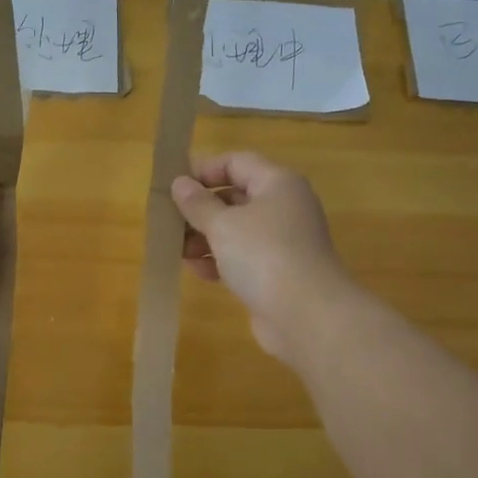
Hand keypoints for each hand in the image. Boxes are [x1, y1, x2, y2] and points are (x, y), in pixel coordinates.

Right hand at [172, 151, 353, 362]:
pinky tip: (198, 271)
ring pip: (236, 229)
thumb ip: (197, 203)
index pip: (236, 162)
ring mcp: (282, 241)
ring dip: (205, 237)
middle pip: (235, 196)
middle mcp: (283, 207)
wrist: (307, 315)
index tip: (174, 186)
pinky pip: (243, 257)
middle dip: (200, 209)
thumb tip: (180, 183)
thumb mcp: (222, 225)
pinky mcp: (277, 271)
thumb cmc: (263, 255)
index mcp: (277, 183)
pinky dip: (220, 260)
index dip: (204, 170)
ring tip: (178, 251)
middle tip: (169, 221)